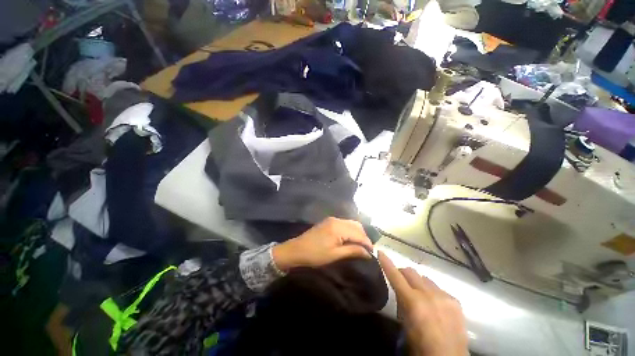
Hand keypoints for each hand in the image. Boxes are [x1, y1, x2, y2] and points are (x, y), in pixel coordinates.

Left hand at [272, 217, 372, 271]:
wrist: (296, 250)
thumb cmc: (315, 255)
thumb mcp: (335, 255)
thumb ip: (353, 251)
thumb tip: (368, 253)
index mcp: (339, 227)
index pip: (359, 233)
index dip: (367, 243)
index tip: (372, 253)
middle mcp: (337, 220)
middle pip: (356, 225)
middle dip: (363, 237)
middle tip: (365, 250)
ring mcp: (332, 219)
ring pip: (351, 223)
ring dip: (357, 233)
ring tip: (359, 246)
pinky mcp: (328, 222)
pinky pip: (344, 224)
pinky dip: (350, 230)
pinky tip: (350, 239)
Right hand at [377, 251, 468, 355]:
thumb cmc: (421, 345)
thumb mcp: (405, 324)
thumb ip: (402, 303)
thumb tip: (400, 290)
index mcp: (414, 302)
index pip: (396, 276)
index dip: (387, 263)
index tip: (381, 252)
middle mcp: (429, 295)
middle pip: (411, 272)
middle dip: (403, 273)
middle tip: (400, 281)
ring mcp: (444, 296)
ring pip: (425, 279)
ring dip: (418, 283)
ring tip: (420, 296)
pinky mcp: (455, 300)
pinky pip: (439, 288)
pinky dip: (432, 292)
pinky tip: (435, 305)